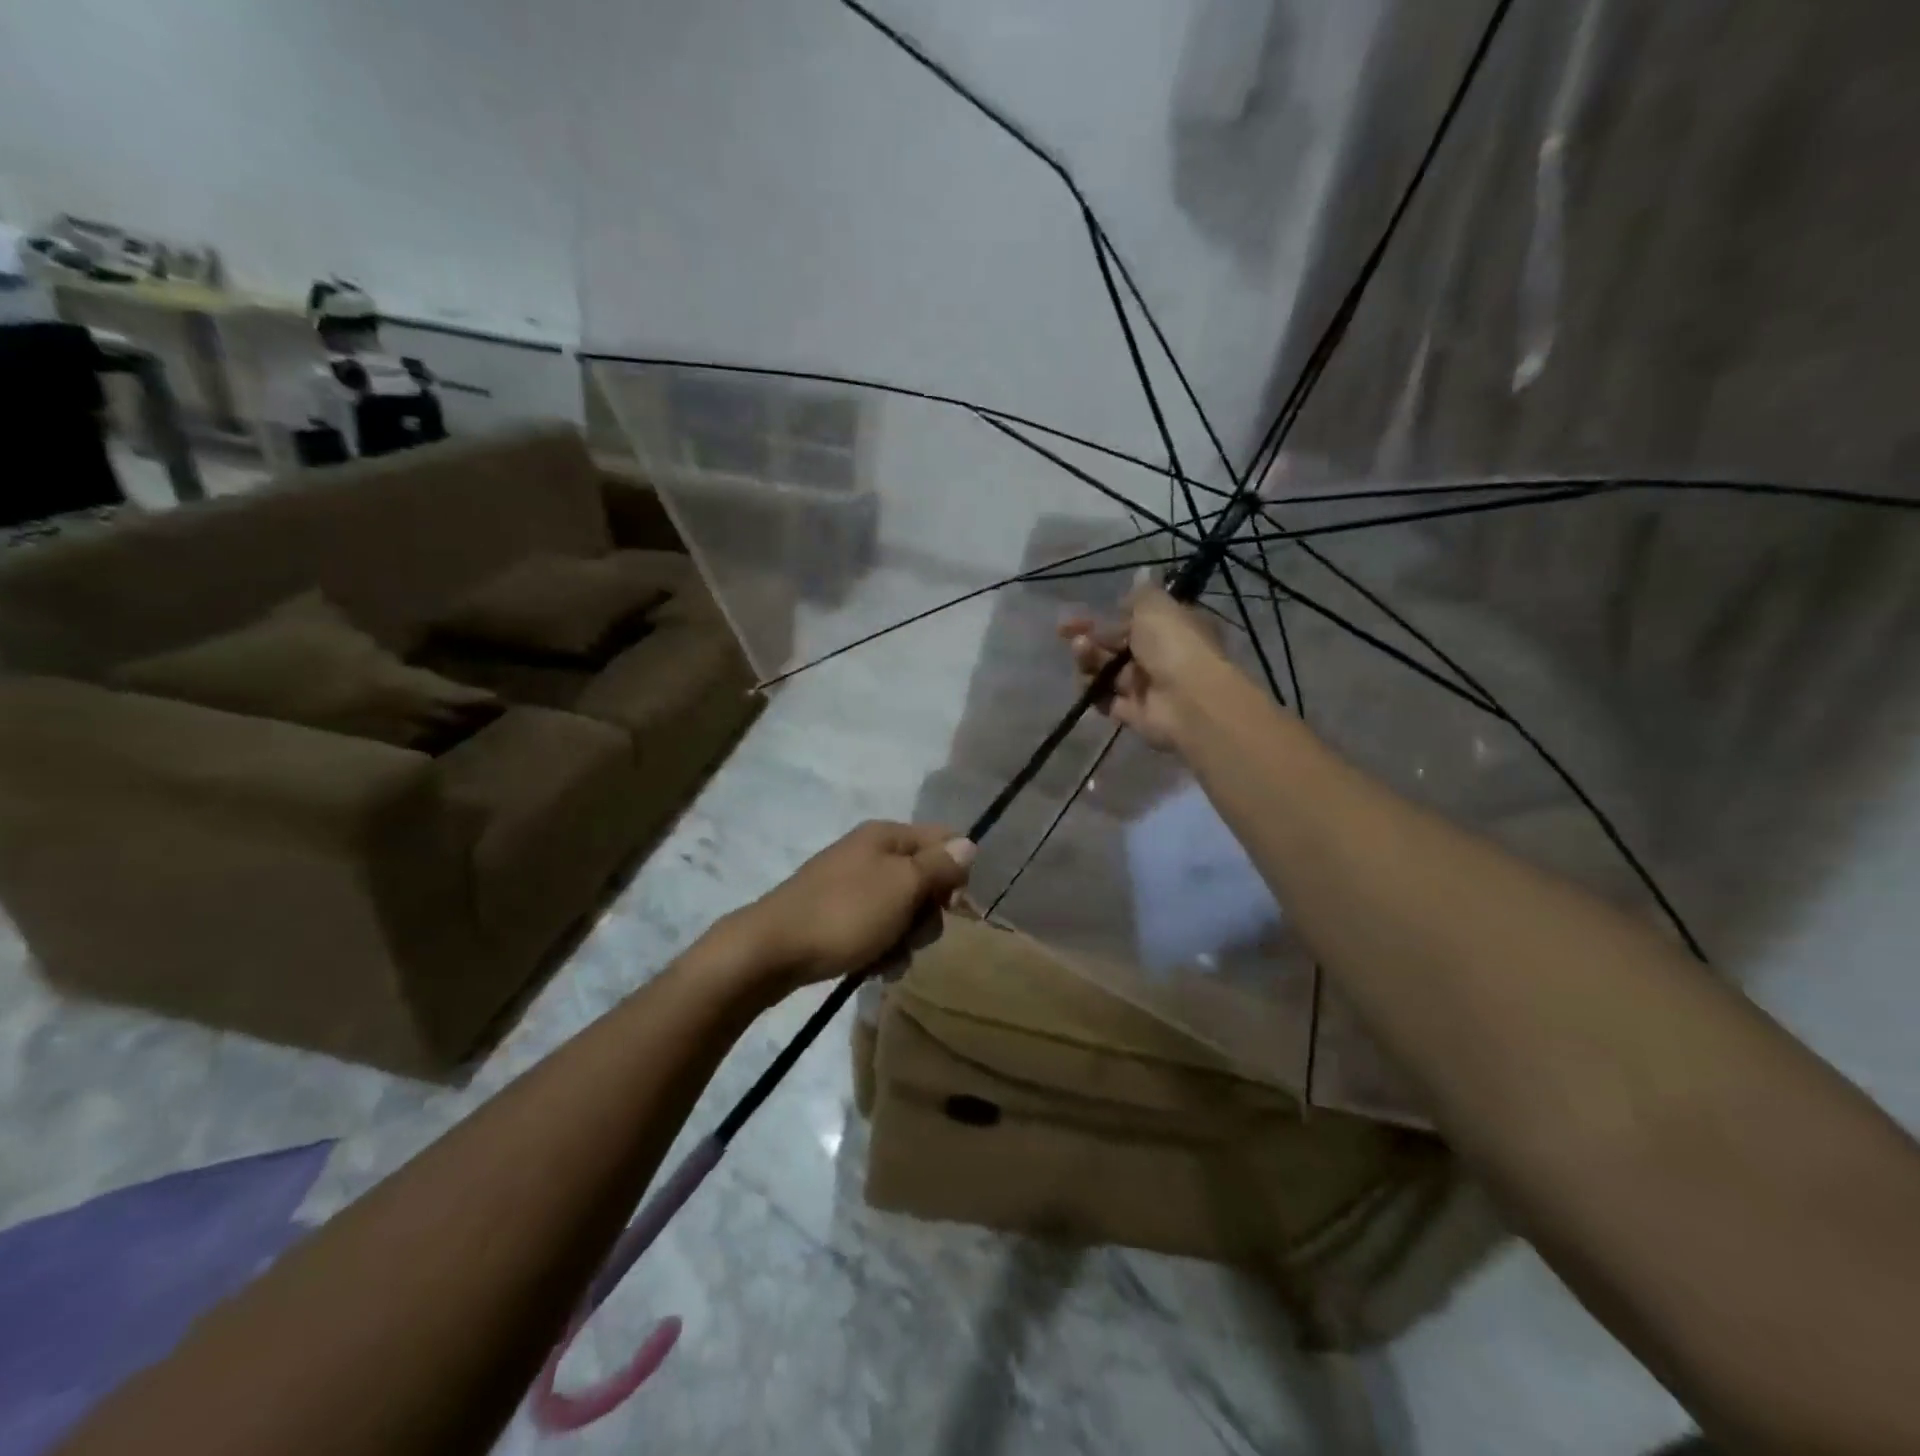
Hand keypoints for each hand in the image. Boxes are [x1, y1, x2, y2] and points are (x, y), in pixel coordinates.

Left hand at [726, 821, 973, 991]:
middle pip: (925, 878)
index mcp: (886, 835)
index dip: (955, 873)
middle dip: (927, 913)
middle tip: (914, 935)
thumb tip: (969, 844)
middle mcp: (870, 852)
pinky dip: (881, 947)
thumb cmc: (845, 914)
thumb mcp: (902, 886)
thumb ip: (939, 866)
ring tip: (889, 958)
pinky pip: (876, 927)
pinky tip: (873, 966)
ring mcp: (850, 884)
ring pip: (902, 908)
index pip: (944, 839)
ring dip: (905, 937)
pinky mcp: (836, 914)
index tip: (949, 906)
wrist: (770, 950)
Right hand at [1059, 584, 1241, 750]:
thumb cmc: (1174, 645)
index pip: (1133, 619)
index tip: (1080, 613)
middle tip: (1066, 630)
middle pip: (1115, 645)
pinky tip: (1088, 683)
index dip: (1106, 615)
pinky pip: (1105, 699)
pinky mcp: (1133, 713)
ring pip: (1107, 671)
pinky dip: (1093, 691)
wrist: (1188, 701)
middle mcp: (1158, 656)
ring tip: (1082, 651)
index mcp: (1170, 627)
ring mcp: (1145, 686)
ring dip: (1089, 659)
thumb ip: (1141, 594)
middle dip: (1089, 637)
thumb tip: (1141, 572)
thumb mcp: (1156, 608)